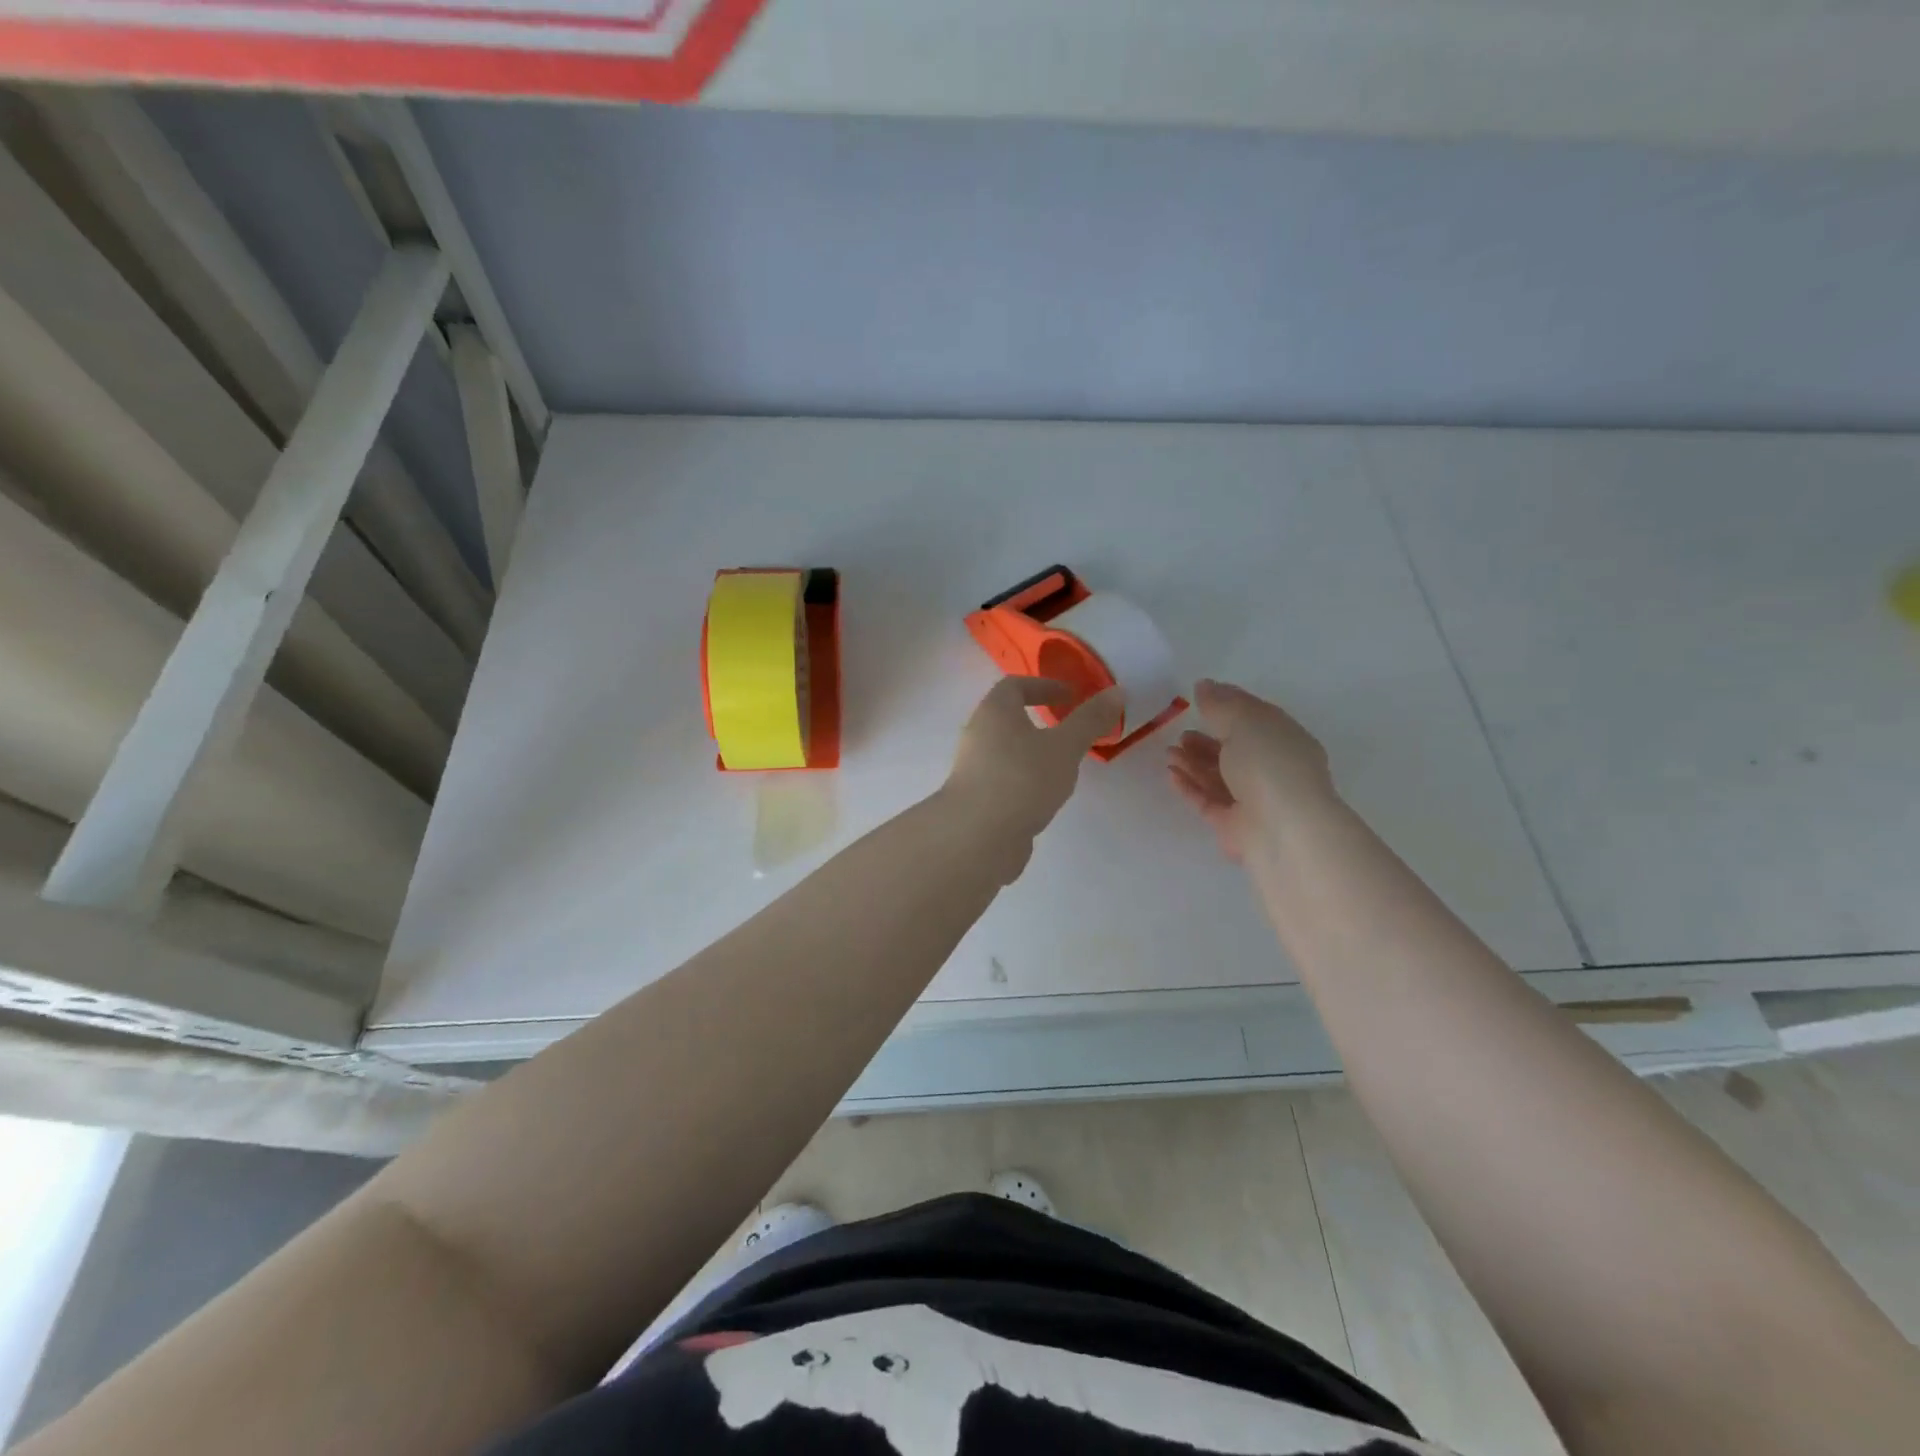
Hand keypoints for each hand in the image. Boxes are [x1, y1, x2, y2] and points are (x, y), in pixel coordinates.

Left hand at [946, 678, 1124, 849]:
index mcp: (994, 712)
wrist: (977, 836)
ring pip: (1006, 751)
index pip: (1014, 685)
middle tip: (1069, 732)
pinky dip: (1024, 780)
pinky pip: (1004, 779)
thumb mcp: (1064, 747)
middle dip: (1038, 721)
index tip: (1070, 696)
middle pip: (1007, 718)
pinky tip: (1044, 798)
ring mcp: (974, 769)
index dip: (1043, 685)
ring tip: (1063, 767)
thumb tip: (1117, 691)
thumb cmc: (1022, 779)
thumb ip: (1089, 720)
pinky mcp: (976, 798)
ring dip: (1032, 753)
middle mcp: (978, 734)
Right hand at [1166, 679, 1335, 861]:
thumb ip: (1220, 704)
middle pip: (1235, 750)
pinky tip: (1171, 774)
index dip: (1228, 705)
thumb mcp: (1244, 722)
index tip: (1199, 697)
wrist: (1283, 830)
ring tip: (1169, 753)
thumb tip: (1204, 685)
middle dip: (1206, 740)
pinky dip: (1190, 786)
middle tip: (1180, 733)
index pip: (1255, 717)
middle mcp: (1272, 769)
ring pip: (1219, 776)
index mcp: (1284, 739)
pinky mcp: (1234, 825)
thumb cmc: (1269, 765)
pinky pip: (1208, 800)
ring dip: (1193, 762)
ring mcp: (1254, 799)